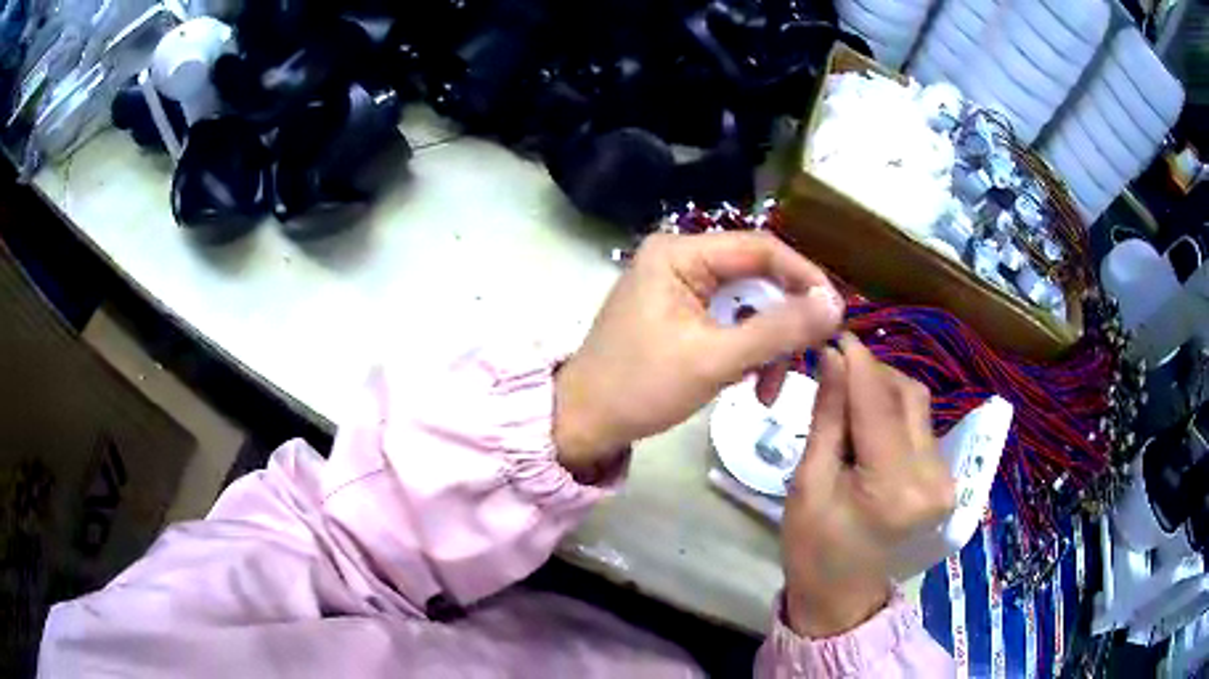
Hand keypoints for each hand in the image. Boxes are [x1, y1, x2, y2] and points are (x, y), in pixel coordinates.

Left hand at [553, 232, 843, 475]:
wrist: (584, 422)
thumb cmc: (640, 387)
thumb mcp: (715, 360)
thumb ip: (778, 330)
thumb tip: (835, 304)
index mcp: (679, 253)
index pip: (760, 248)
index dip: (804, 278)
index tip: (835, 314)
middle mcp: (680, 258)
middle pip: (757, 278)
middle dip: (783, 324)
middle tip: (805, 361)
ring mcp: (680, 286)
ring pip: (748, 306)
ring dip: (767, 347)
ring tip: (767, 391)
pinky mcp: (681, 313)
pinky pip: (730, 322)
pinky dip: (747, 352)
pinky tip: (750, 384)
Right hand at [782, 334, 953, 637]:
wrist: (841, 594)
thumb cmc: (812, 547)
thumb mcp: (808, 483)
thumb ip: (828, 417)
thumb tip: (832, 357)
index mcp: (894, 488)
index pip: (878, 405)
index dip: (857, 363)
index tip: (834, 334)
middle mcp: (932, 478)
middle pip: (907, 396)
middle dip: (871, 372)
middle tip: (835, 366)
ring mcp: (945, 479)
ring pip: (917, 405)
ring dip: (883, 389)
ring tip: (848, 394)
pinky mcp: (946, 478)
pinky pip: (921, 425)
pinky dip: (894, 412)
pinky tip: (869, 420)